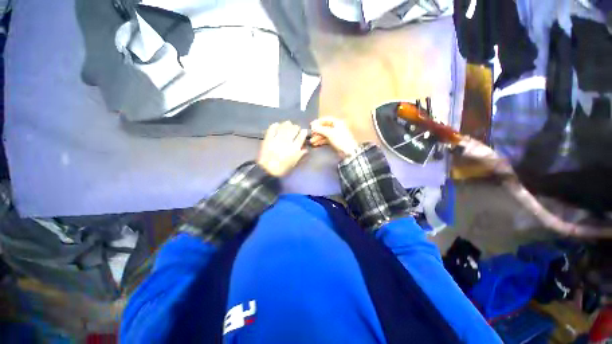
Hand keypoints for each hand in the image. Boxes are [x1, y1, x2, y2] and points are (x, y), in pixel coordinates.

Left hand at [258, 121, 308, 176]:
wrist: (267, 170)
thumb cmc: (282, 168)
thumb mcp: (294, 163)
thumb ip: (300, 155)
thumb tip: (305, 148)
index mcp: (294, 148)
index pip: (301, 136)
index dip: (303, 132)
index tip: (304, 131)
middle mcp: (287, 142)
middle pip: (293, 129)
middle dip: (296, 127)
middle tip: (296, 128)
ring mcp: (277, 139)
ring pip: (284, 127)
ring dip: (287, 124)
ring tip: (288, 124)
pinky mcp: (268, 138)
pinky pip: (272, 128)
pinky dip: (275, 125)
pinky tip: (277, 125)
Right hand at [310, 117, 358, 157]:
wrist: (348, 151)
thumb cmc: (340, 139)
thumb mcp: (330, 133)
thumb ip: (320, 129)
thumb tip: (312, 126)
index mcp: (337, 122)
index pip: (325, 120)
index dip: (318, 122)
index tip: (311, 125)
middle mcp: (336, 127)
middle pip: (324, 127)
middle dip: (317, 131)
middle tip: (310, 134)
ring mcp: (335, 135)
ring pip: (324, 134)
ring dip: (317, 137)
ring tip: (311, 141)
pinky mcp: (334, 141)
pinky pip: (326, 139)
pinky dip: (321, 141)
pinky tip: (315, 144)